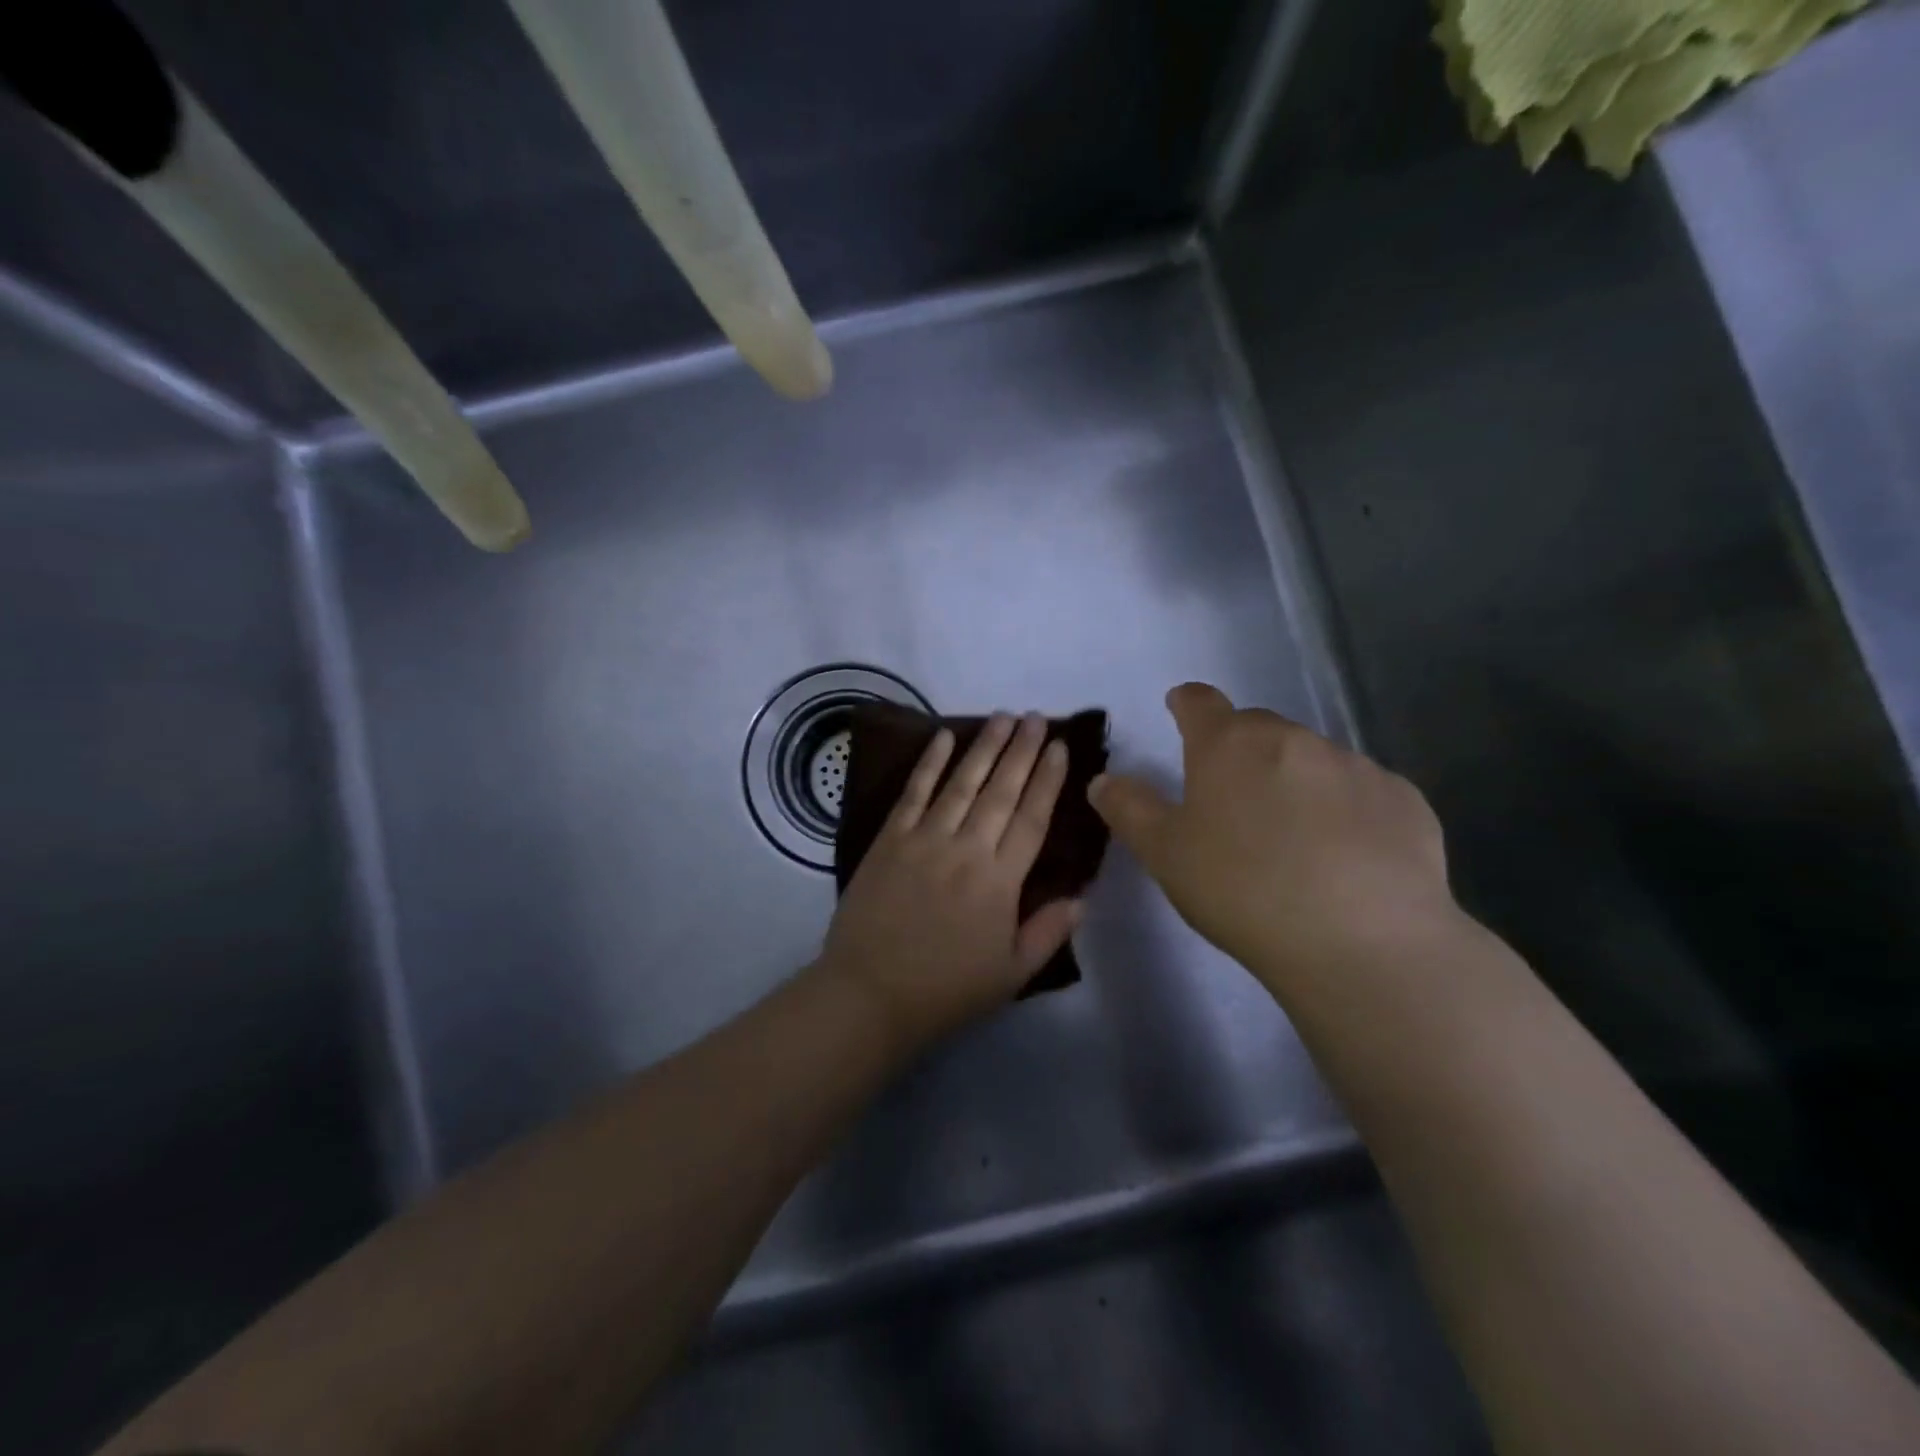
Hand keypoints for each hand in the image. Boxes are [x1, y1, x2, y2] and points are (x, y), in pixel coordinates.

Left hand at [816, 712, 1083, 1049]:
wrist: (870, 993)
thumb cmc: (946, 989)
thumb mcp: (1012, 974)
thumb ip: (1049, 931)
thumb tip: (1082, 896)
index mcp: (1001, 881)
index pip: (1032, 818)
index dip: (1048, 779)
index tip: (1060, 747)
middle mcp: (966, 849)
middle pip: (1001, 790)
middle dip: (1022, 750)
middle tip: (1036, 718)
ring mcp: (925, 839)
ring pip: (962, 782)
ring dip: (985, 746)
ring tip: (1004, 718)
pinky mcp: (890, 839)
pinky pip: (914, 792)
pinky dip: (929, 763)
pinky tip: (943, 736)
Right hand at [1088, 683, 1455, 997]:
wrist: (1362, 942)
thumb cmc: (1242, 889)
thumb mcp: (1165, 853)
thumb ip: (1129, 809)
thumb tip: (1103, 780)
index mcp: (1229, 744)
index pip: (1200, 702)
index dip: (1186, 703)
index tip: (1180, 710)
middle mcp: (1293, 739)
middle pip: (1258, 729)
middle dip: (1240, 751)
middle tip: (1232, 799)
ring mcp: (1355, 766)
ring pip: (1312, 760)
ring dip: (1294, 781)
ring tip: (1292, 838)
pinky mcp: (1404, 801)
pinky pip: (1362, 793)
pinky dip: (1346, 810)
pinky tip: (1346, 857)